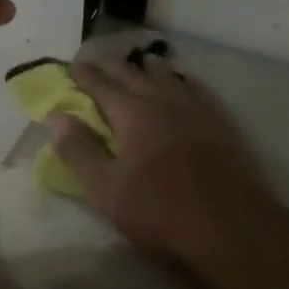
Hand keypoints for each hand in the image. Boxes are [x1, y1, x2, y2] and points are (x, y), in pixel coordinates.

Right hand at [50, 52, 288, 288]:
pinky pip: (196, 89)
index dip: (83, 74)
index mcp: (133, 113)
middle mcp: (164, 100)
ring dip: (147, 68)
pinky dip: (181, 81)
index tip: (71, 65)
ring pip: (168, 76)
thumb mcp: (106, 188)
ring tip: (139, 64)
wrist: (233, 228)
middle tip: (97, 61)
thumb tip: (55, 116)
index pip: (101, 84)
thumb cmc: (160, 210)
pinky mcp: (221, 123)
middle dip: (112, 65)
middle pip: (133, 73)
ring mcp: (197, 109)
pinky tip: (183, 85)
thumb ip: (78, 150)